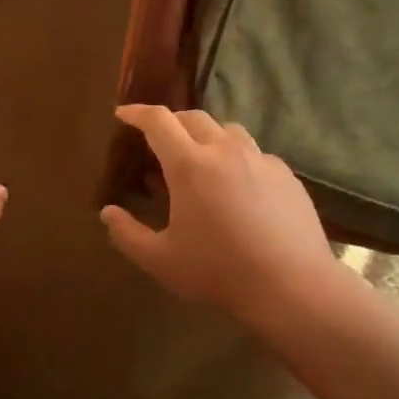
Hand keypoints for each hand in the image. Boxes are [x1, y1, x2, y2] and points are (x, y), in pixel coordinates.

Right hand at [100, 105, 335, 320]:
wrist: (291, 285)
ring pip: (228, 130)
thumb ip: (127, 234)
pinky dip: (237, 158)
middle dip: (170, 122)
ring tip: (200, 159)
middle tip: (158, 141)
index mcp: (190, 165)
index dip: (137, 113)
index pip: (158, 121)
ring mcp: (261, 160)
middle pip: (193, 117)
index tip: (123, 114)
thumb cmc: (218, 271)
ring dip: (206, 135)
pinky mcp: (286, 175)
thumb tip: (107, 213)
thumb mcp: (160, 260)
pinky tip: (237, 186)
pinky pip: (255, 153)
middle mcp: (225, 151)